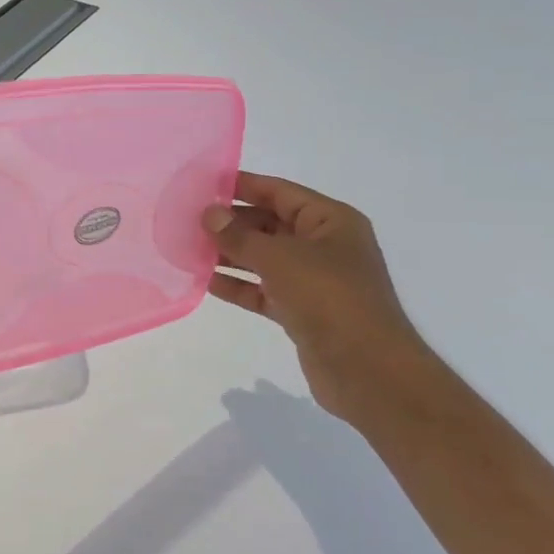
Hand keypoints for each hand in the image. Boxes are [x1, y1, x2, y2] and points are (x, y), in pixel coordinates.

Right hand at [202, 173, 428, 419]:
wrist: (368, 370)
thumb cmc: (329, 298)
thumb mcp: (280, 258)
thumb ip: (240, 236)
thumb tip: (209, 214)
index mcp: (330, 221)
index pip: (279, 192)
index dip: (242, 185)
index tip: (202, 184)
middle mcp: (323, 245)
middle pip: (268, 224)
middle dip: (230, 223)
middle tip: (186, 220)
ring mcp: (313, 280)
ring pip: (262, 258)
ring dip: (228, 254)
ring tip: (186, 248)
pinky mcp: (301, 310)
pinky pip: (262, 289)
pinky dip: (237, 284)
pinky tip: (205, 281)